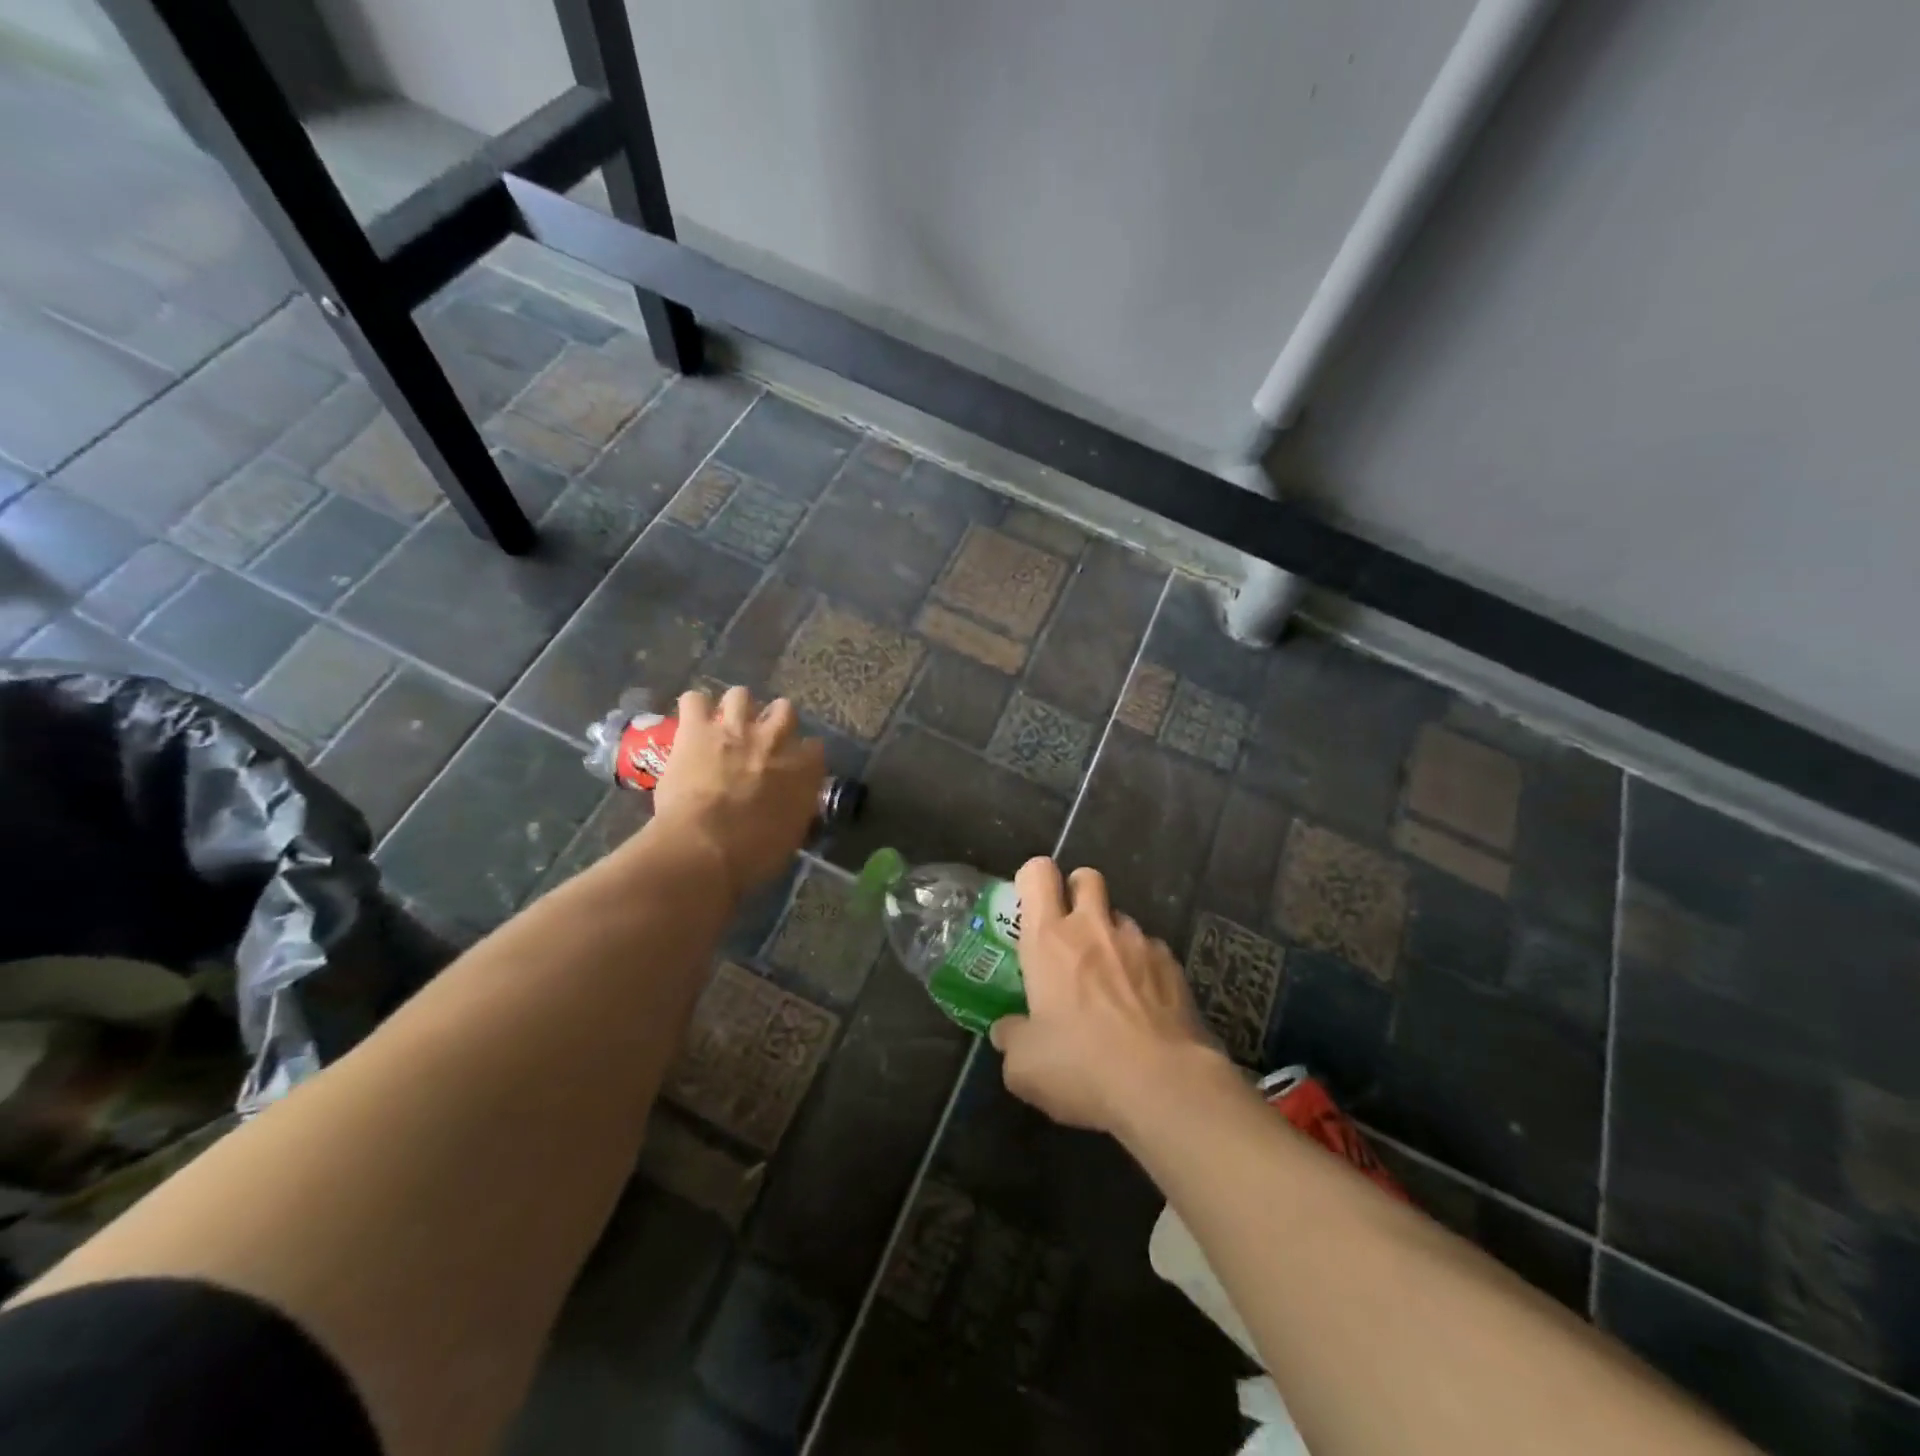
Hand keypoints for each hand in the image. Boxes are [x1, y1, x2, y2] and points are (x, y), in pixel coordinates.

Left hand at [649, 687, 825, 896]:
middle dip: (774, 721)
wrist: (706, 846)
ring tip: (724, 724)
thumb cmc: (754, 854)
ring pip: (741, 695)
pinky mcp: (696, 729)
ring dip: (734, 708)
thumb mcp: (791, 836)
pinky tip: (690, 722)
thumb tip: (792, 806)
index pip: (814, 748)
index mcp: (803, 769)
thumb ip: (796, 810)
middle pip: (784, 710)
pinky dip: (692, 709)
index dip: (802, 755)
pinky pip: (694, 700)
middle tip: (759, 740)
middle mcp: (775, 740)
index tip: (793, 766)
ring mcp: (735, 729)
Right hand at [989, 858, 1223, 1134]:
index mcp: (1049, 939)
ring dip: (1110, 937)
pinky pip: (1151, 950)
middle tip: (1070, 931)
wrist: (1165, 1085)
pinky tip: (1144, 1006)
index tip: (1029, 907)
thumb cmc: (1082, 1066)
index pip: (1038, 874)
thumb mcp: (1024, 1066)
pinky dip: (1143, 967)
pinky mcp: (1173, 965)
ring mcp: (1139, 942)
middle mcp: (1093, 927)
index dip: (1032, 880)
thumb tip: (1007, 1030)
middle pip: (1086, 877)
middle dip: (1076, 892)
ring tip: (1110, 981)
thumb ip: (1011, 1038)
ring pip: (1120, 917)